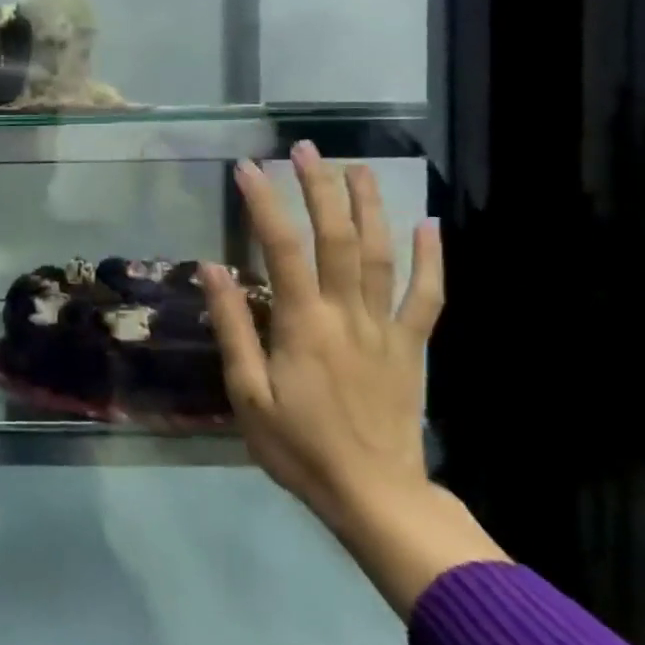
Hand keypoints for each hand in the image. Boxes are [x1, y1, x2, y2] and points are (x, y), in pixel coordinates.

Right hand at [204, 143, 442, 530]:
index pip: (281, 248)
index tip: (248, 168)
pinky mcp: (412, 347)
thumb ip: (235, 327)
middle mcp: (347, 314)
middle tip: (306, 149)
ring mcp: (386, 328)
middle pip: (337, 238)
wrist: (374, 495)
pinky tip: (429, 225)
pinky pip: (428, 297)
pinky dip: (431, 260)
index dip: (264, 204)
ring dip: (370, 207)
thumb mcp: (248, 393)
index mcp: (303, 325)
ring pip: (381, 255)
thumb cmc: (298, 447)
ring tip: (359, 168)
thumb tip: (213, 268)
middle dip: (320, 188)